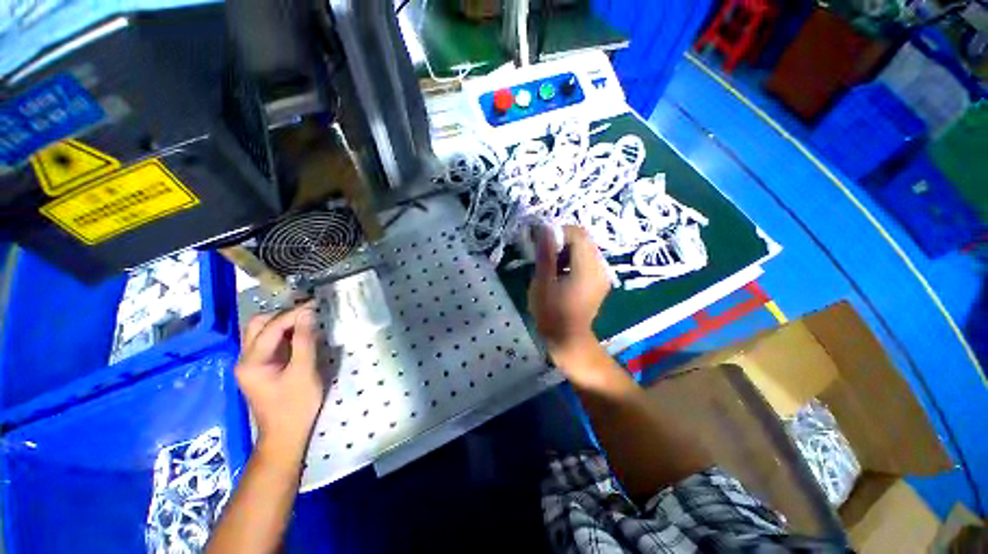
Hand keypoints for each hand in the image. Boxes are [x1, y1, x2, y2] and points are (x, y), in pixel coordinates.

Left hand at [236, 304, 324, 464]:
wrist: (285, 435)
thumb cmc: (296, 405)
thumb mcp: (304, 372)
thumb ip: (305, 341)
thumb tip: (308, 314)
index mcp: (252, 361)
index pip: (271, 327)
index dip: (294, 313)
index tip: (315, 305)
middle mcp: (244, 359)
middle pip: (259, 325)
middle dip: (284, 315)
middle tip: (309, 313)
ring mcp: (250, 364)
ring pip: (261, 332)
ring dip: (282, 323)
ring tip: (306, 320)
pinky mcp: (259, 368)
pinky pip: (268, 342)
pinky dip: (283, 334)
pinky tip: (299, 334)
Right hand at [528, 225, 610, 367]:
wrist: (568, 339)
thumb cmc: (552, 313)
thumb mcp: (543, 283)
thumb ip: (545, 255)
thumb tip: (545, 230)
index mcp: (588, 268)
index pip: (578, 234)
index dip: (558, 232)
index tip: (541, 241)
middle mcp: (601, 268)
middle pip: (583, 240)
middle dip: (561, 241)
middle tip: (543, 252)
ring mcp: (602, 275)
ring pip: (585, 249)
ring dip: (566, 250)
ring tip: (550, 264)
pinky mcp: (599, 281)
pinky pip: (587, 261)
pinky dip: (572, 260)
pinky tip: (560, 272)